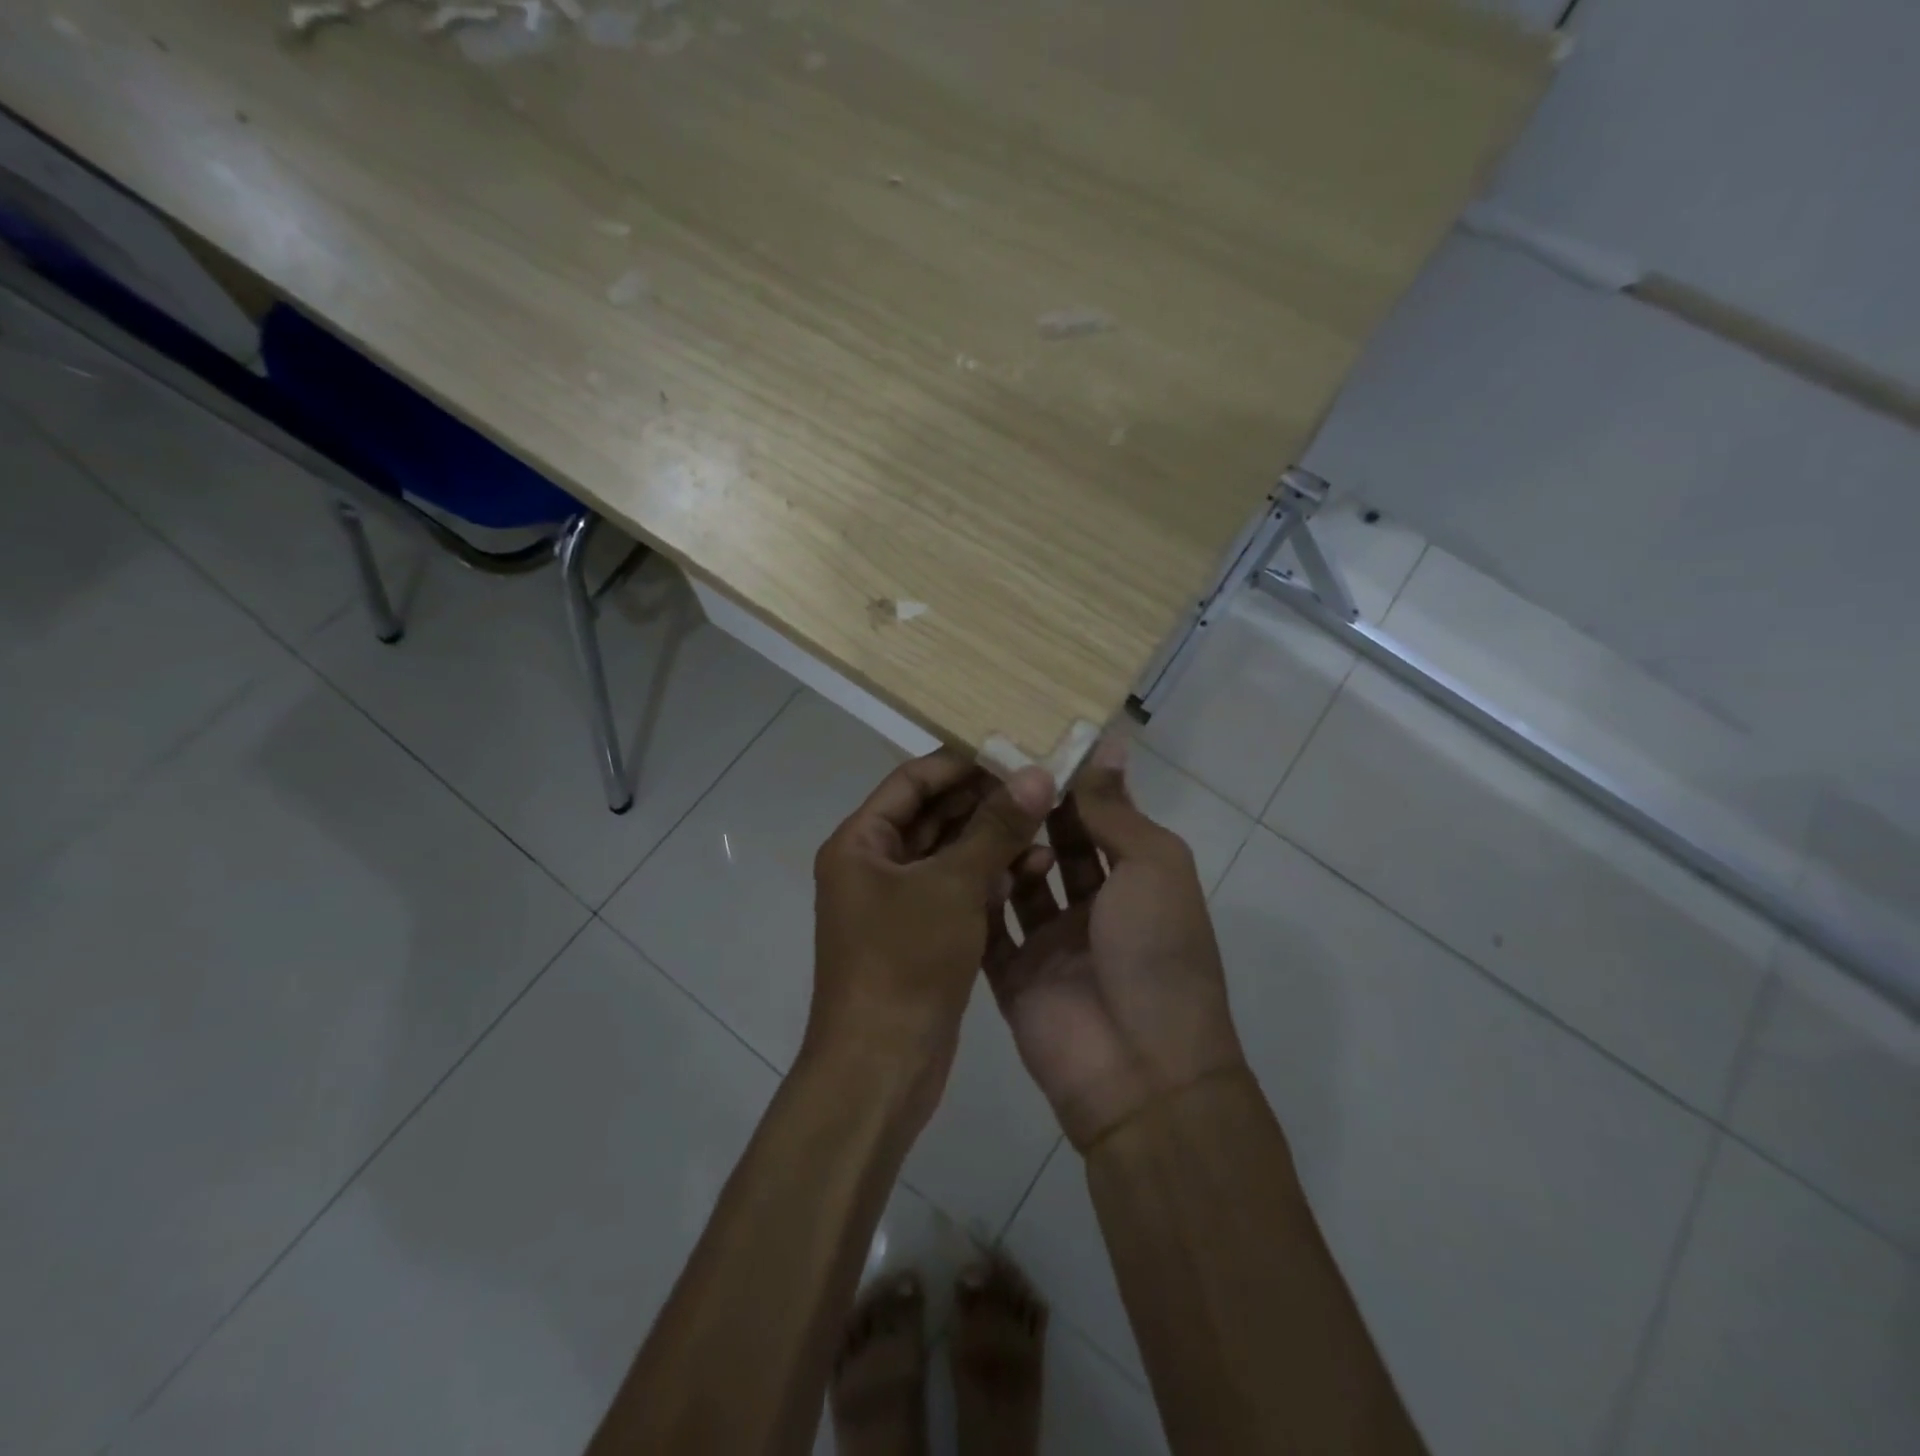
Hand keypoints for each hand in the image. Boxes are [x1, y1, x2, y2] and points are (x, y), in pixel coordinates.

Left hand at [810, 750, 1054, 1128]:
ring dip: (993, 839)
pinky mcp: (921, 933)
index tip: (1011, 749)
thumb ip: (995, 827)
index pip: (912, 781)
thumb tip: (1036, 774)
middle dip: (985, 800)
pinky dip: (990, 877)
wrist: (881, 1066)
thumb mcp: (953, 885)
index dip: (960, 763)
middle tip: (1039, 783)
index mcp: (861, 842)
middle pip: (934, 815)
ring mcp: (897, 902)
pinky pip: (957, 889)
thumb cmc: (905, 961)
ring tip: (1045, 823)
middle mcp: (874, 865)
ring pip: (950, 853)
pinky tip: (1034, 867)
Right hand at [985, 737, 1245, 1149]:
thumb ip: (1116, 810)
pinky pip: (988, 928)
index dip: (1068, 783)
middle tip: (984, 768)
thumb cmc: (1158, 952)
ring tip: (966, 810)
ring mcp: (1051, 943)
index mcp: (1135, 880)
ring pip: (1016, 883)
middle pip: (1053, 847)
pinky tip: (951, 860)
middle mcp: (1094, 907)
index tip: (1029, 742)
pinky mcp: (1013, 975)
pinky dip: (974, 898)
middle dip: (1027, 811)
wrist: (1140, 1070)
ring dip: (999, 850)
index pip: (1096, 819)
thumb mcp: (1152, 866)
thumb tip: (1108, 744)